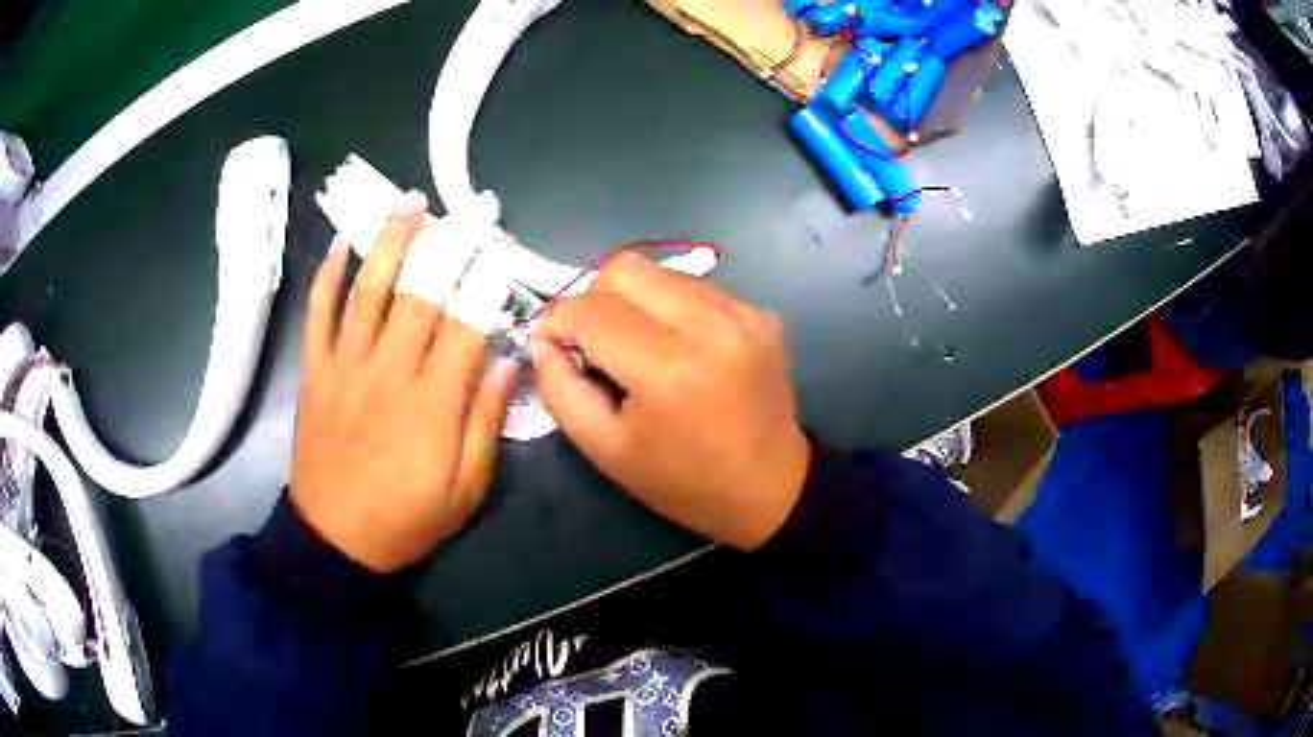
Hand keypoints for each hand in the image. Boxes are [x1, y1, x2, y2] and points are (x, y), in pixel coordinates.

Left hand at [290, 191, 518, 572]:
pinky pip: (318, 314)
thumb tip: (507, 362)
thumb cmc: (407, 518)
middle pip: (419, 293)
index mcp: (432, 403)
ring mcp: (345, 366)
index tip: (502, 248)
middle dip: (447, 245)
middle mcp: (389, 371)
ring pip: (369, 290)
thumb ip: (486, 423)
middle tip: (465, 212)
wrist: (337, 539)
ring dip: (391, 241)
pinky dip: (328, 276)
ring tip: (410, 204)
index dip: (487, 280)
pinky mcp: (315, 371)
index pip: (466, 322)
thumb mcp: (466, 490)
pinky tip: (343, 243)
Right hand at [530, 253, 810, 549]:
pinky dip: (671, 308)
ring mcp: (741, 313)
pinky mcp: (760, 313)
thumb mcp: (606, 450)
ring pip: (660, 271)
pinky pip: (695, 287)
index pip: (588, 311)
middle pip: (624, 268)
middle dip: (593, 299)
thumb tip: (542, 341)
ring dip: (633, 301)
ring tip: (638, 346)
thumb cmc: (684, 482)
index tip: (551, 345)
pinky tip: (679, 347)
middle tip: (593, 341)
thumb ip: (561, 390)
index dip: (556, 322)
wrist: (771, 489)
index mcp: (665, 368)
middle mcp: (708, 324)